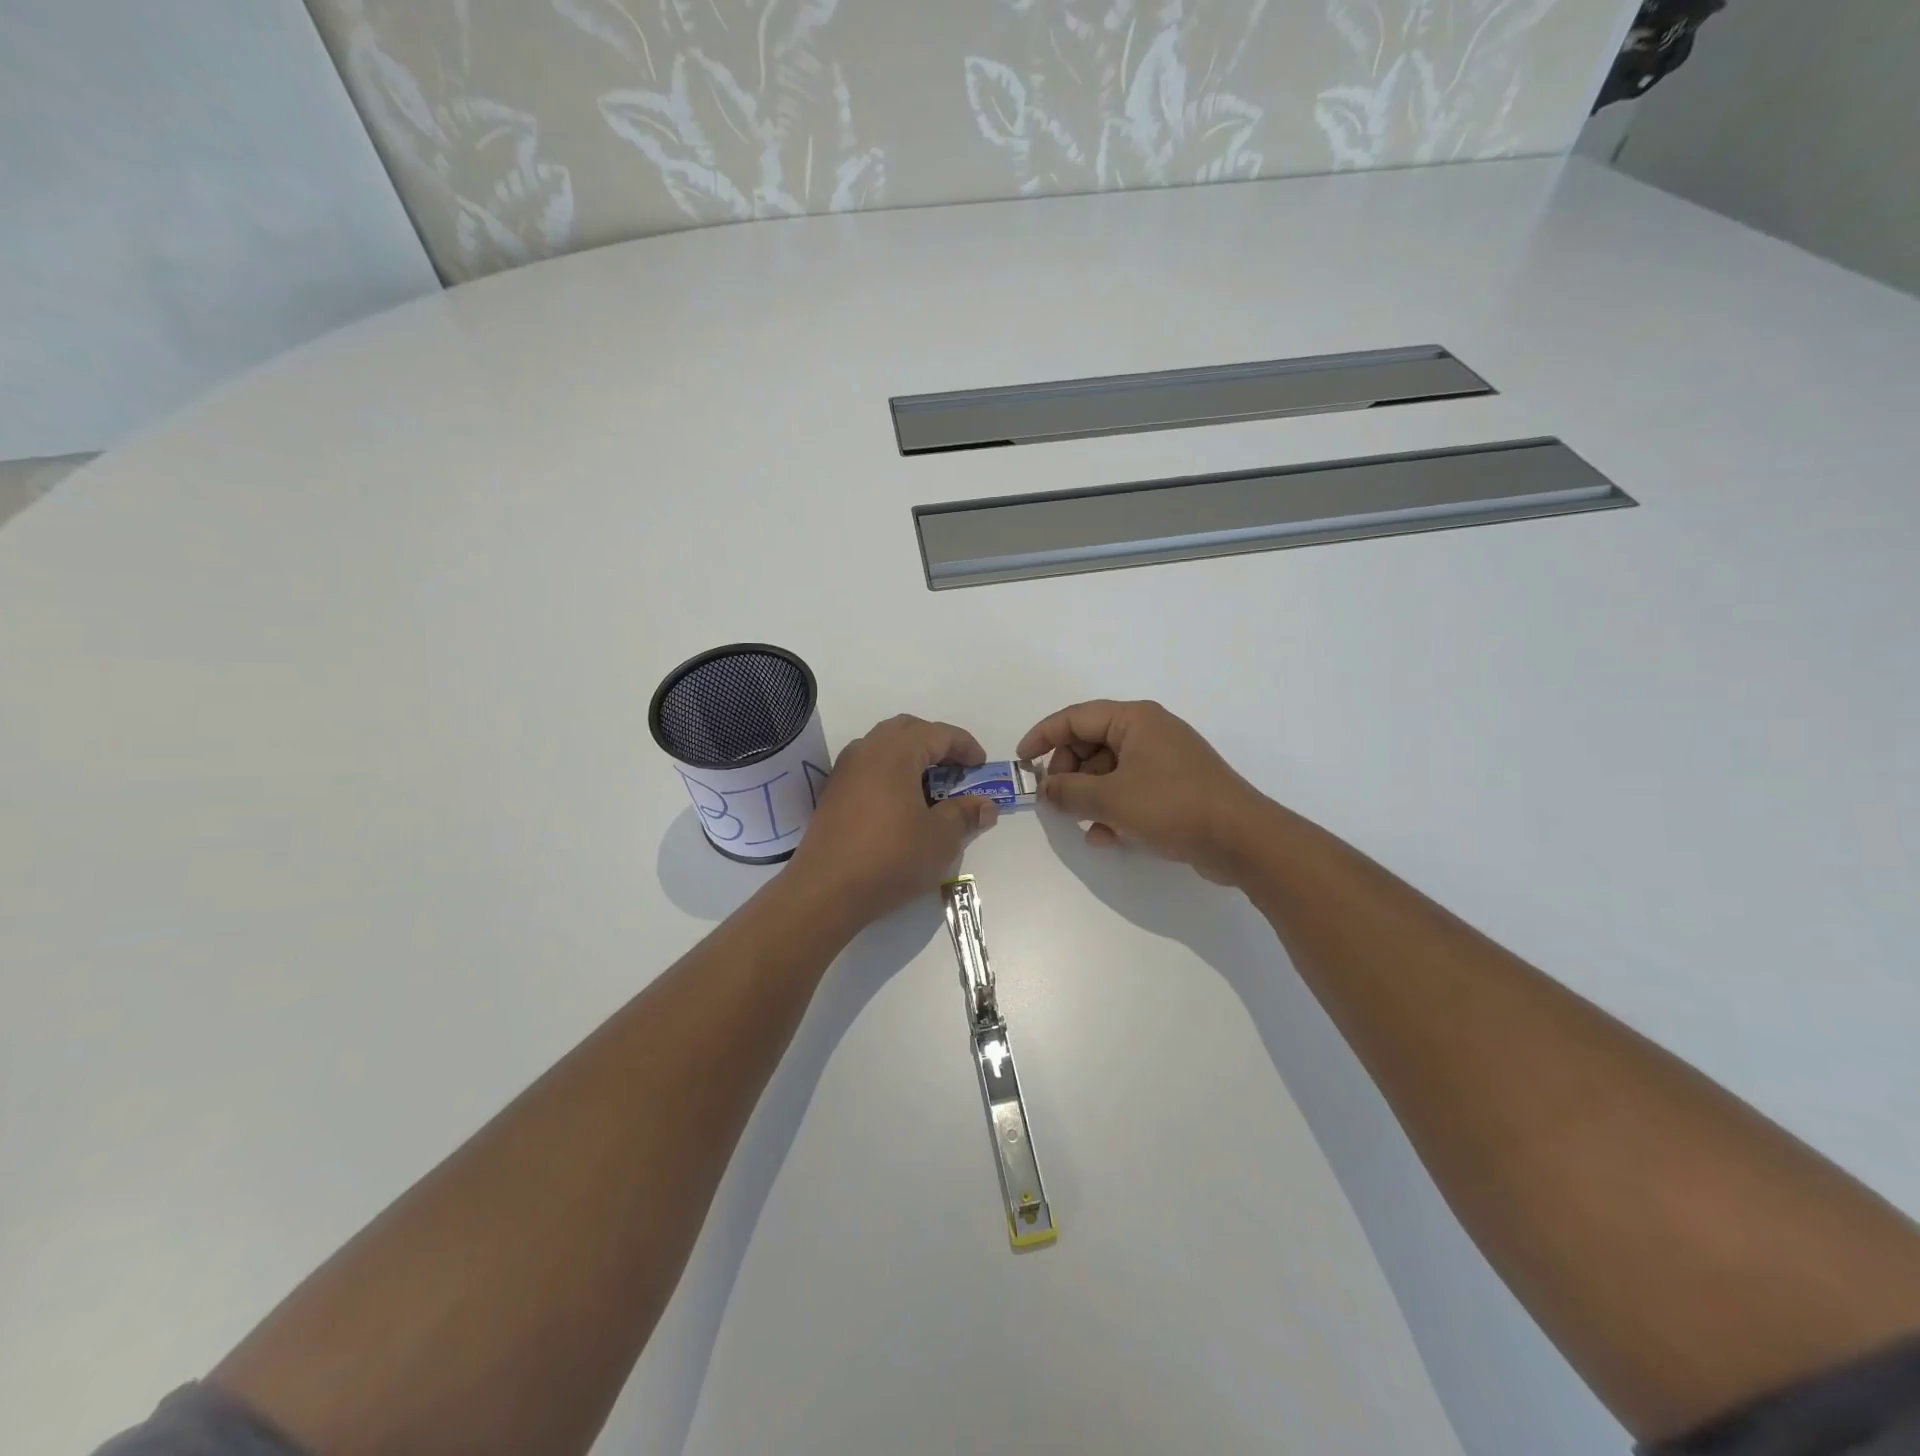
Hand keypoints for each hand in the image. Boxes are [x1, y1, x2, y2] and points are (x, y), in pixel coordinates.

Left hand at [788, 715, 998, 925]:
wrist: (826, 891)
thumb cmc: (891, 858)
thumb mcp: (941, 838)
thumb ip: (965, 814)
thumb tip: (985, 805)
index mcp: (896, 751)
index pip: (938, 733)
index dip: (965, 746)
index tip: (981, 766)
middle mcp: (867, 750)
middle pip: (907, 730)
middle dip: (936, 743)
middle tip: (956, 769)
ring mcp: (844, 771)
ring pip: (884, 746)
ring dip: (911, 757)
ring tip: (931, 787)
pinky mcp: (833, 793)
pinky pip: (868, 767)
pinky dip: (890, 773)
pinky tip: (901, 804)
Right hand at [1018, 700, 1269, 885]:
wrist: (1242, 839)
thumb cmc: (1172, 806)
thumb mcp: (1111, 798)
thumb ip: (1069, 791)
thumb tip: (1046, 789)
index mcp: (1134, 719)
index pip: (1075, 717)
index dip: (1043, 737)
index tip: (1021, 762)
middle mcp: (1149, 732)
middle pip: (1091, 743)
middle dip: (1069, 772)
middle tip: (1057, 800)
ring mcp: (1164, 760)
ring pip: (1109, 770)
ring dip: (1090, 796)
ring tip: (1083, 823)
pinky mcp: (1175, 787)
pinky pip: (1131, 790)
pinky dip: (1113, 808)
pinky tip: (1106, 837)